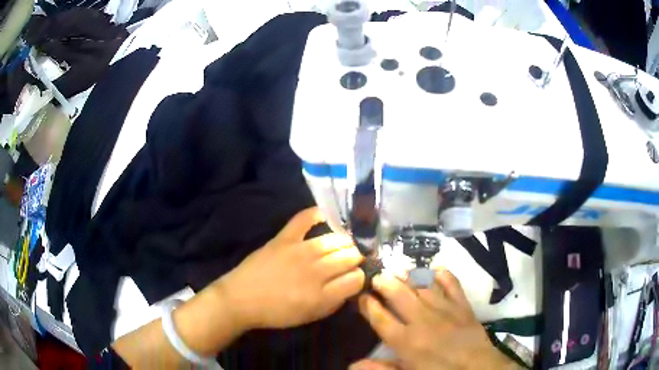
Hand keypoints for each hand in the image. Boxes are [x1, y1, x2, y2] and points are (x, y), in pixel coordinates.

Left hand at [216, 207, 364, 330]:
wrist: (241, 299)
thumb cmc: (276, 313)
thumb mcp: (310, 316)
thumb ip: (334, 302)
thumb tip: (350, 285)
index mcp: (322, 296)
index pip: (356, 279)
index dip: (359, 277)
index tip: (355, 277)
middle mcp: (315, 271)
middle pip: (350, 256)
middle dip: (356, 258)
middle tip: (352, 260)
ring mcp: (299, 251)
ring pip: (335, 240)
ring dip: (345, 242)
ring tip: (344, 245)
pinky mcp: (284, 238)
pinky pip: (303, 220)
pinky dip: (315, 214)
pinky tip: (325, 215)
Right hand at [351, 269, 518, 369]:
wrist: (476, 367)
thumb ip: (381, 368)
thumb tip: (352, 364)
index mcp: (405, 340)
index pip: (379, 317)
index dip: (367, 304)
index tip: (361, 296)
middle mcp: (421, 320)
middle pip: (398, 294)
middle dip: (384, 282)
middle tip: (377, 277)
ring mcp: (444, 309)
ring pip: (421, 284)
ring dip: (408, 275)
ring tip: (398, 270)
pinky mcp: (462, 304)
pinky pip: (451, 282)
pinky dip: (442, 273)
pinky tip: (434, 269)